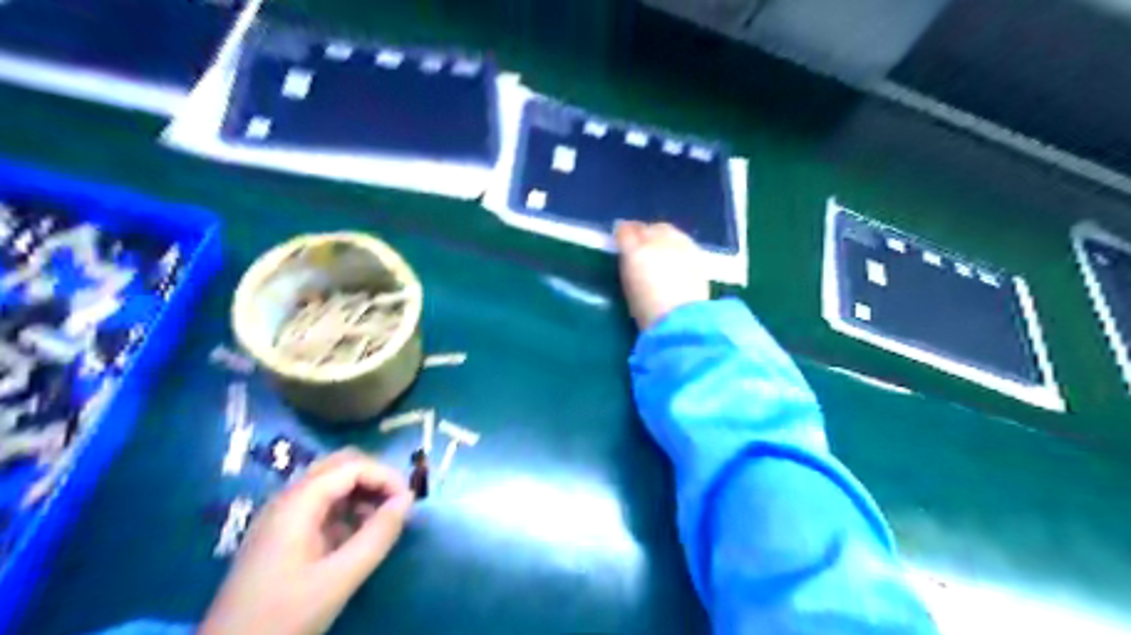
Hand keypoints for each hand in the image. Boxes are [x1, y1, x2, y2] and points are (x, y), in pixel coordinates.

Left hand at [202, 448, 414, 634]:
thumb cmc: (283, 616)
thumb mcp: (339, 578)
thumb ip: (377, 535)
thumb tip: (408, 499)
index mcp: (297, 503)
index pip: (352, 466)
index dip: (386, 476)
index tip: (409, 502)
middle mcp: (287, 498)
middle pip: (340, 465)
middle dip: (374, 477)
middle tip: (398, 503)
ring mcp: (281, 515)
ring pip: (331, 482)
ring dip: (362, 491)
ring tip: (382, 520)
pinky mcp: (281, 533)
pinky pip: (322, 503)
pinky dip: (347, 508)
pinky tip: (358, 534)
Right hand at [618, 221, 703, 330]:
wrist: (681, 319)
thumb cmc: (647, 310)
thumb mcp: (629, 286)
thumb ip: (629, 264)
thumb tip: (630, 254)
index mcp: (635, 251)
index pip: (625, 231)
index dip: (622, 233)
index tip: (620, 238)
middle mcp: (657, 241)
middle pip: (647, 227)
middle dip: (642, 232)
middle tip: (640, 244)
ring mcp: (679, 244)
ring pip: (667, 230)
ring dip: (661, 235)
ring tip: (659, 248)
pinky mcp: (697, 252)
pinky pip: (682, 240)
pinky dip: (676, 244)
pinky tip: (676, 255)